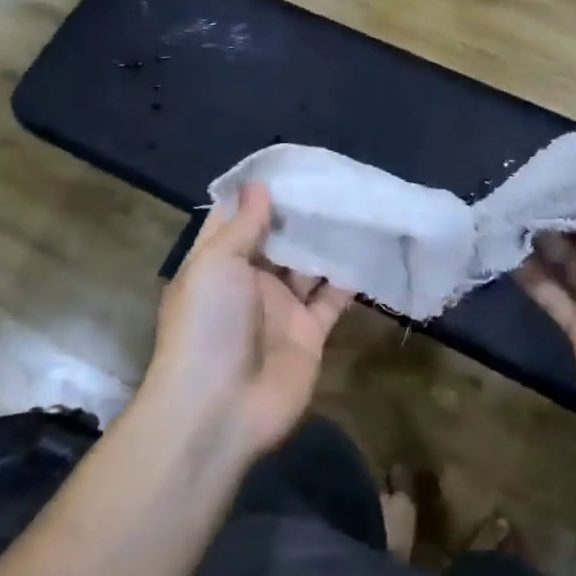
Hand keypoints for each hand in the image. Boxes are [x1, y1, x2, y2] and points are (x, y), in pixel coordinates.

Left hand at [142, 183, 353, 461]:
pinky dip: (348, 280)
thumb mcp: (216, 264)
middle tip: (336, 182)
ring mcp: (280, 310)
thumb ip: (243, 225)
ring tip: (356, 207)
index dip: (260, 194)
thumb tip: (259, 184)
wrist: (220, 409)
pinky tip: (368, 250)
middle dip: (301, 215)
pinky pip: (331, 300)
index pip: (238, 219)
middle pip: (278, 241)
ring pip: (308, 267)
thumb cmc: (208, 325)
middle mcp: (249, 283)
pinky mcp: (309, 334)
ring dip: (327, 243)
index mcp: (218, 263)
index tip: (291, 166)